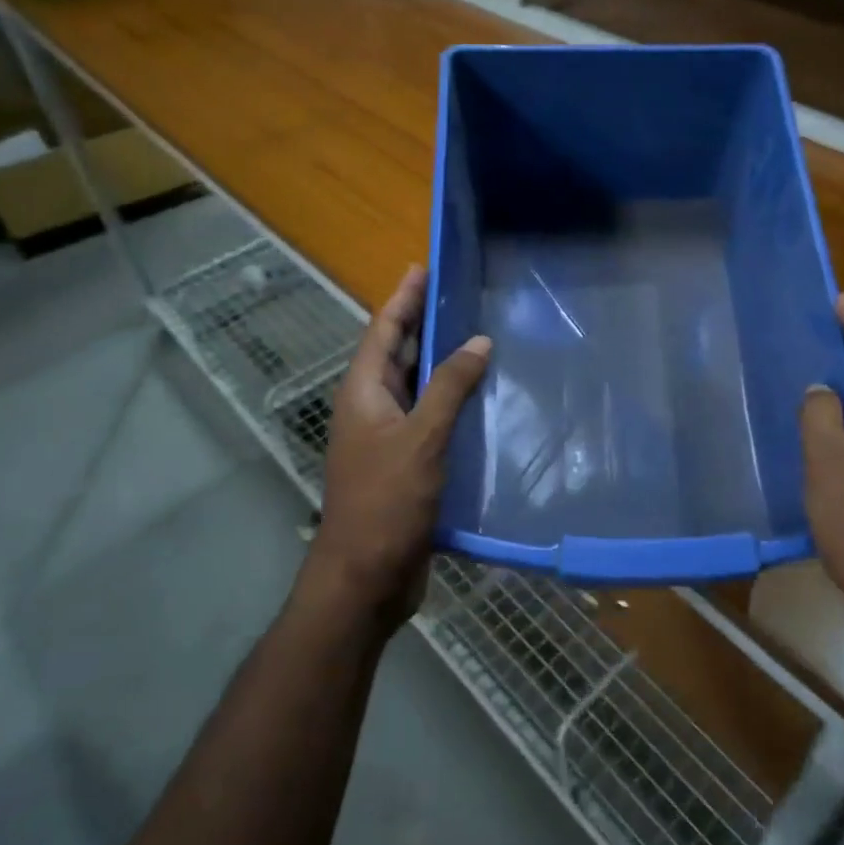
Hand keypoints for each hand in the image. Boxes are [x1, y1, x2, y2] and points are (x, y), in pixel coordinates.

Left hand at [302, 266, 490, 629]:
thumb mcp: (421, 438)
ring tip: (476, 337)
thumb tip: (478, 341)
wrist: (366, 577)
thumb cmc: (386, 501)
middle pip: (397, 353)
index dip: (403, 298)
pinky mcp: (404, 462)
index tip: (423, 267)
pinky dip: (449, 401)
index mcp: (363, 392)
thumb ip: (449, 387)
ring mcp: (386, 437)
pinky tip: (480, 399)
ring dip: (440, 362)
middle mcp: (371, 407)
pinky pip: (428, 417)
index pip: (383, 330)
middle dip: (422, 323)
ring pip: (415, 386)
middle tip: (458, 295)